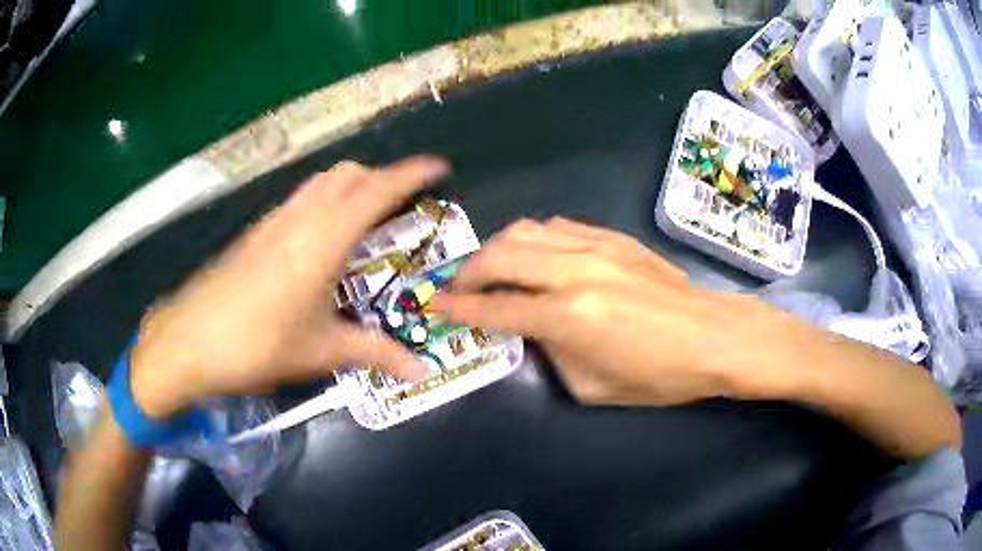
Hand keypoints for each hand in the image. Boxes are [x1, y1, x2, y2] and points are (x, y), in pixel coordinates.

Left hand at [130, 157, 447, 419]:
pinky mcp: (256, 233)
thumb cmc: (257, 344)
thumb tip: (419, 370)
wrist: (189, 340)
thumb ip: (374, 353)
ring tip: (367, 217)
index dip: (411, 174)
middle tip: (403, 206)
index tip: (439, 167)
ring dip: (350, 186)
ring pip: (321, 183)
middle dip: (381, 178)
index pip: (377, 190)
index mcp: (323, 239)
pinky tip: (321, 238)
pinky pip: (300, 200)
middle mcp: (300, 218)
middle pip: (348, 175)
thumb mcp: (321, 351)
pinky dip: (323, 201)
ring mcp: (274, 222)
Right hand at [432, 218, 809, 405]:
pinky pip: (560, 226)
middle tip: (458, 287)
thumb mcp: (592, 385)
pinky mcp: (614, 237)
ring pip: (527, 230)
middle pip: (501, 256)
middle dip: (469, 271)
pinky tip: (535, 253)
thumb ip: (552, 353)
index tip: (437, 307)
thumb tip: (532, 330)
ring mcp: (596, 248)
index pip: (496, 309)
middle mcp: (576, 273)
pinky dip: (535, 238)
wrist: (712, 336)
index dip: (460, 309)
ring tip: (491, 268)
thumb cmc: (657, 375)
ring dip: (499, 248)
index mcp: (569, 318)